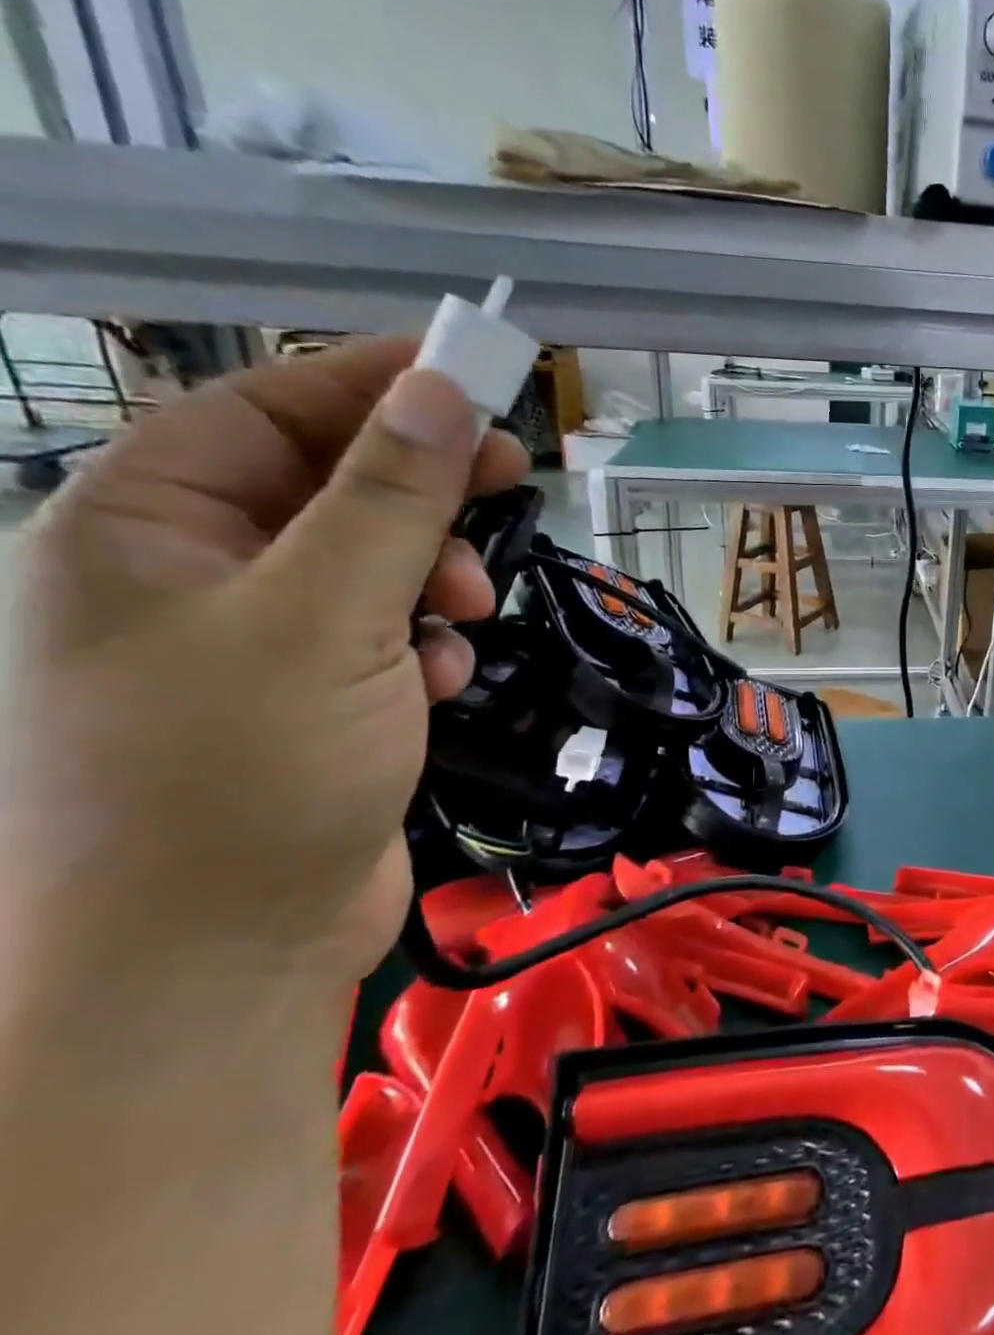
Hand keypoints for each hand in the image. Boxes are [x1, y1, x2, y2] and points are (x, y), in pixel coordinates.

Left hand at [0, 339, 528, 987]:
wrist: (217, 958)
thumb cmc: (241, 770)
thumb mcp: (324, 615)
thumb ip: (389, 498)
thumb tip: (443, 390)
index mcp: (143, 527)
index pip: (270, 411)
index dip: (376, 383)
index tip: (477, 376)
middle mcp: (189, 574)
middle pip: (330, 487)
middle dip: (422, 494)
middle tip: (509, 483)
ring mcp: (253, 643)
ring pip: (372, 564)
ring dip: (432, 578)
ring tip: (464, 616)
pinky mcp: (312, 698)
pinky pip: (383, 634)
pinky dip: (422, 644)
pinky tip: (436, 681)